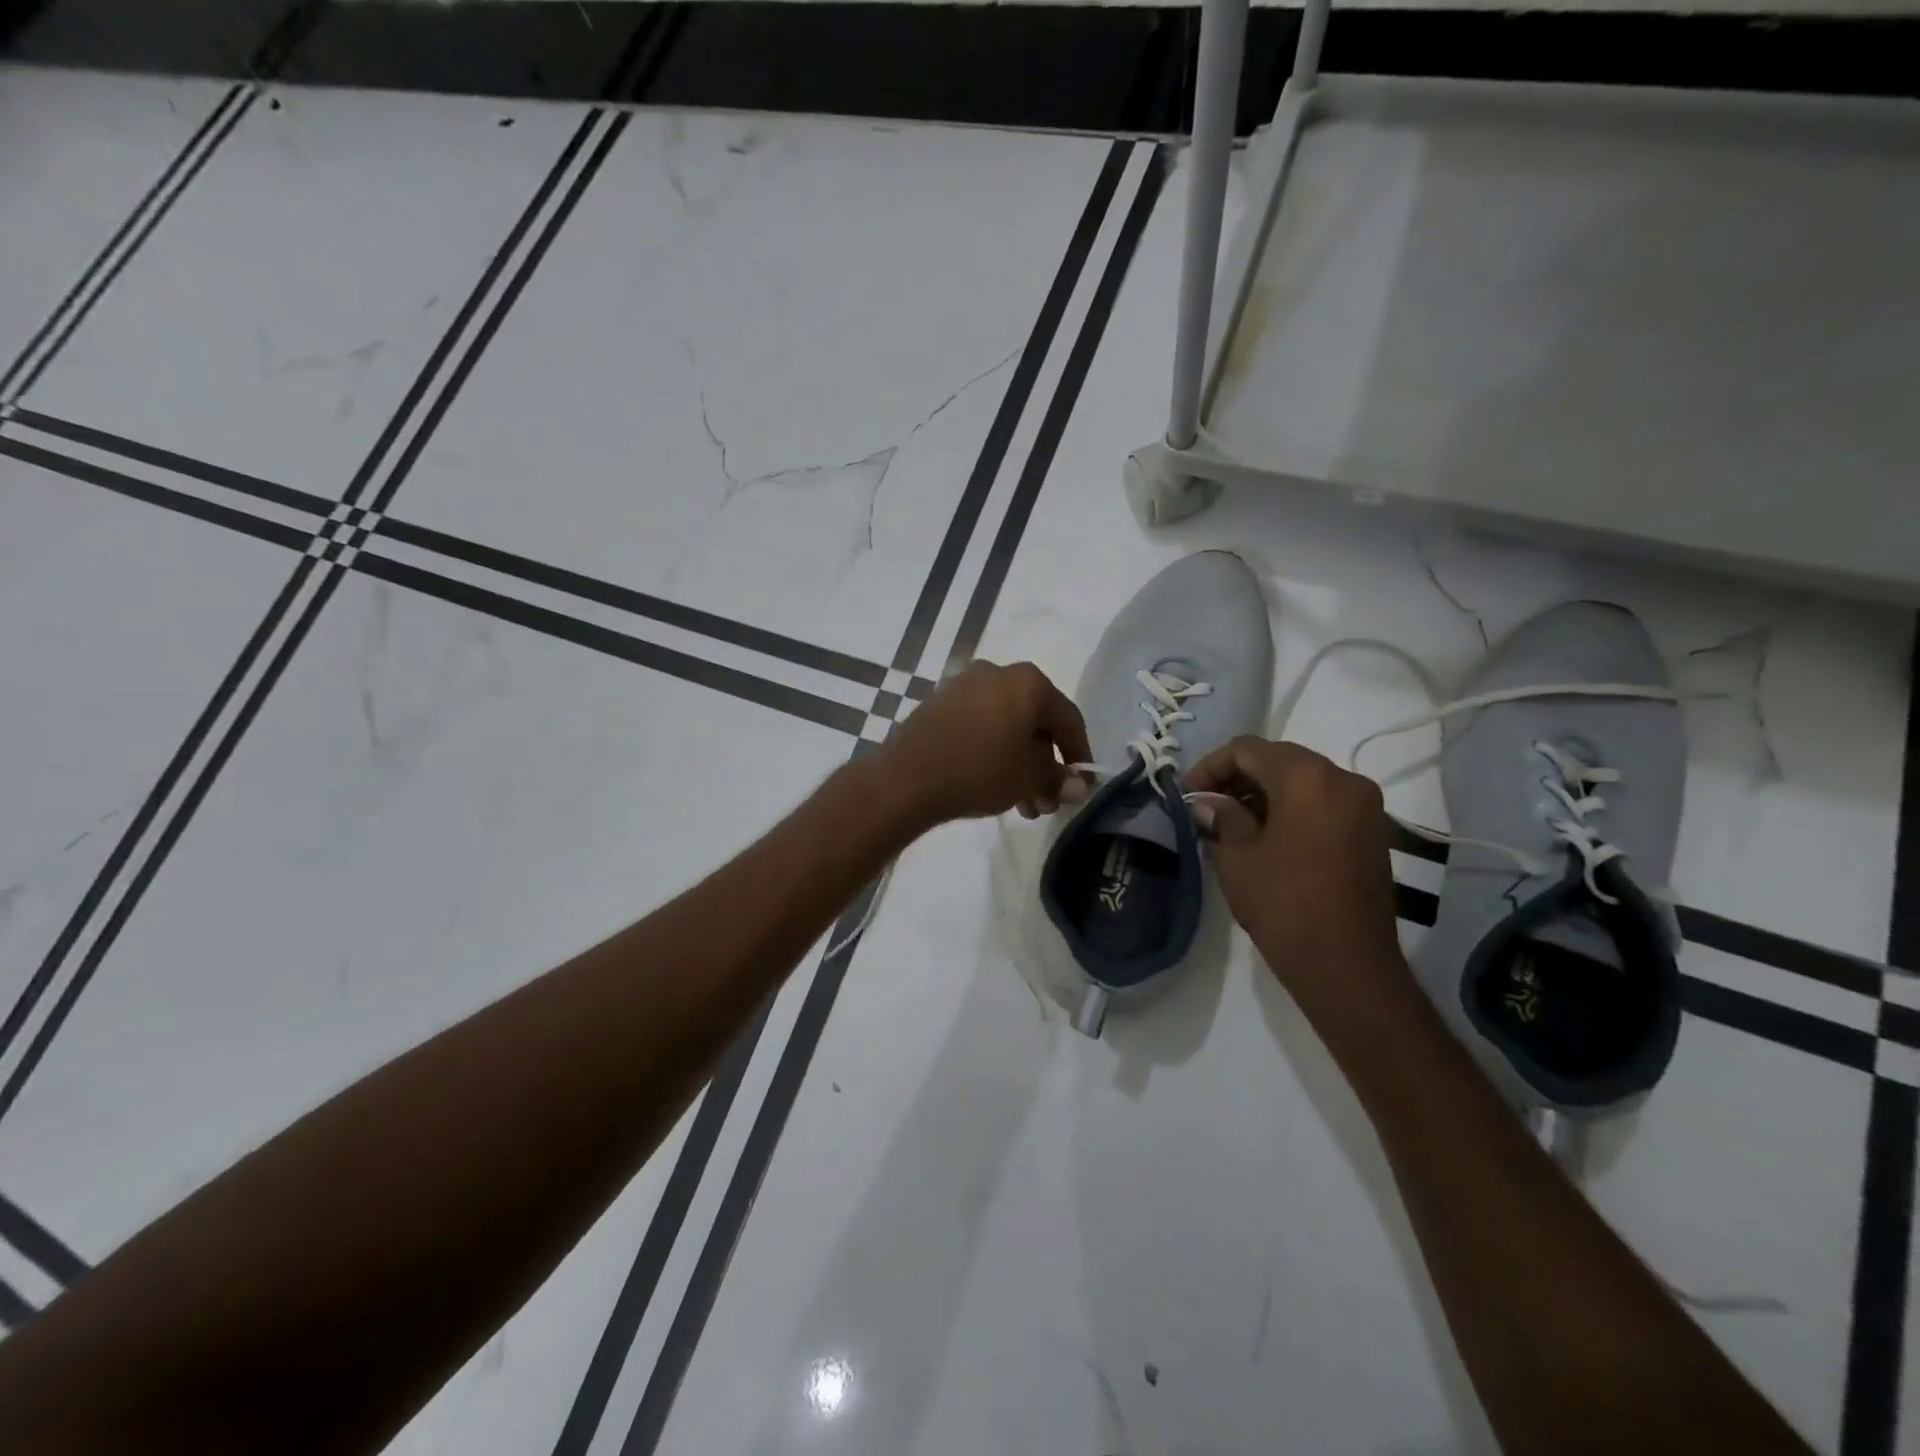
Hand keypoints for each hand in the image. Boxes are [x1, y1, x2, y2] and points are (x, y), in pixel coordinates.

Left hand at [877, 661, 1092, 824]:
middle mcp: (998, 673)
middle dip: (1045, 766)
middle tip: (1046, 803)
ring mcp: (964, 685)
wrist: (907, 778)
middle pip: (1035, 722)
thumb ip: (1058, 779)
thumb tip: (1078, 787)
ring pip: (1007, 726)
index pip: (1068, 719)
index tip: (1081, 785)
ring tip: (1021, 805)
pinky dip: (993, 751)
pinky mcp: (939, 703)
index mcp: (1029, 682)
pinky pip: (980, 725)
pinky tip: (992, 785)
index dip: (1080, 755)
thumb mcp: (1028, 780)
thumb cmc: (979, 771)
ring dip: (1020, 764)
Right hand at [1185, 737, 1406, 1006]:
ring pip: (1303, 779)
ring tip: (1231, 822)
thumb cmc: (1284, 904)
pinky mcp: (1372, 831)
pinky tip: (1265, 835)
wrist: (1347, 965)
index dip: (1210, 766)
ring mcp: (1364, 805)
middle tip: (1206, 805)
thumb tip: (1207, 802)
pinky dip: (1291, 807)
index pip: (1248, 749)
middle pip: (1279, 759)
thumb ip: (1221, 817)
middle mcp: (1343, 779)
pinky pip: (1323, 802)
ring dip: (1264, 792)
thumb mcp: (1237, 857)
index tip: (1188, 793)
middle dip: (1238, 777)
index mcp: (1307, 777)